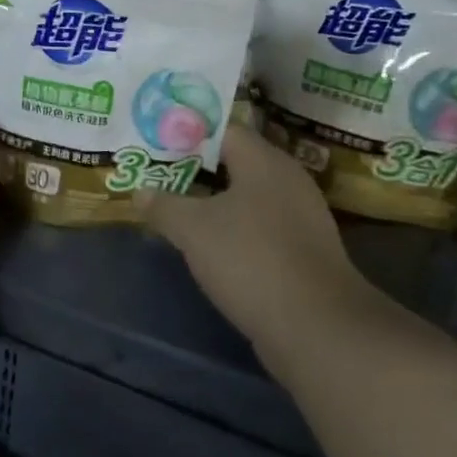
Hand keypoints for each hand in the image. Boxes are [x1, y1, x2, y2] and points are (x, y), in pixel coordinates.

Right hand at [136, 124, 372, 364]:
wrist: (316, 326)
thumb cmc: (251, 259)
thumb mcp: (193, 230)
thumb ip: (164, 206)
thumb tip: (140, 191)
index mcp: (264, 161)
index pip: (223, 130)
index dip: (188, 133)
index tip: (157, 143)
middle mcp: (288, 180)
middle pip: (236, 162)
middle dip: (197, 169)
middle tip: (160, 175)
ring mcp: (301, 217)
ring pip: (249, 197)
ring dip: (216, 202)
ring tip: (178, 209)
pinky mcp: (305, 251)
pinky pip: (262, 227)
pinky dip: (236, 229)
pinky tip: (211, 245)